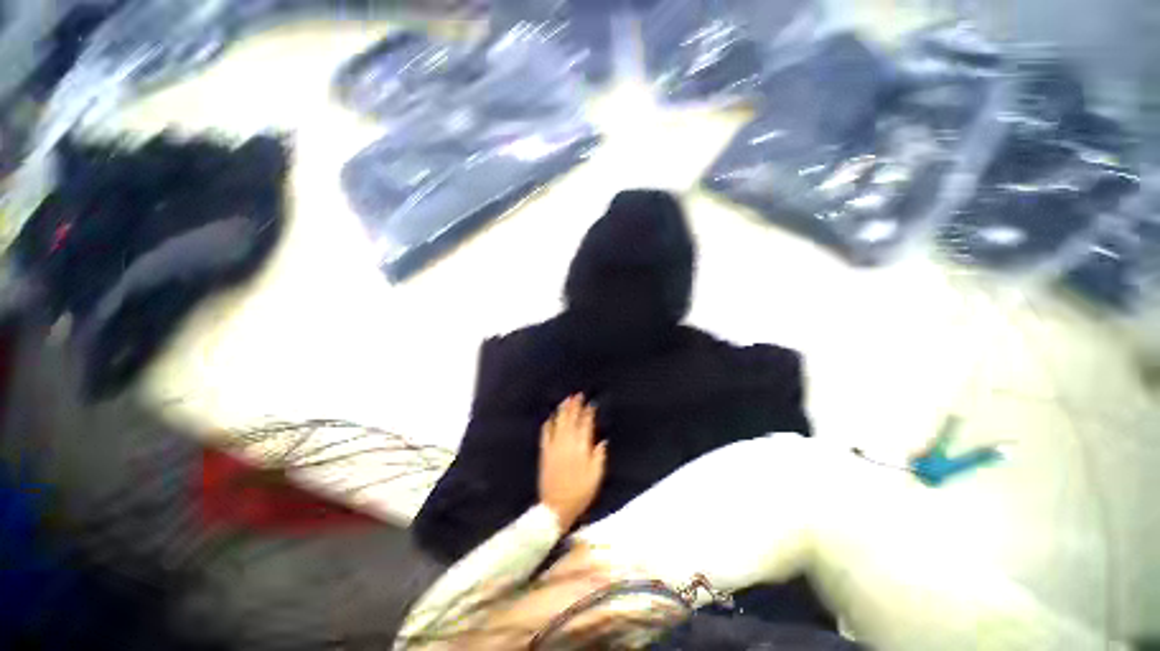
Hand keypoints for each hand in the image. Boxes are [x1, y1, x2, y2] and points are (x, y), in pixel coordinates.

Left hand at [539, 394, 606, 530]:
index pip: (585, 425)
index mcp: (581, 448)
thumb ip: (599, 457)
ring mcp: (554, 447)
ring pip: (558, 423)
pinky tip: (550, 417)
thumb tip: (602, 441)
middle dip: (575, 406)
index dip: (588, 413)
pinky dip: (548, 424)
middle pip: (571, 420)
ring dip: (562, 411)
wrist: (556, 507)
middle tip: (577, 395)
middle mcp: (567, 444)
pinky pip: (546, 434)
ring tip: (566, 400)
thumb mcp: (596, 477)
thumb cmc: (580, 493)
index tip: (590, 404)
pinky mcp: (545, 453)